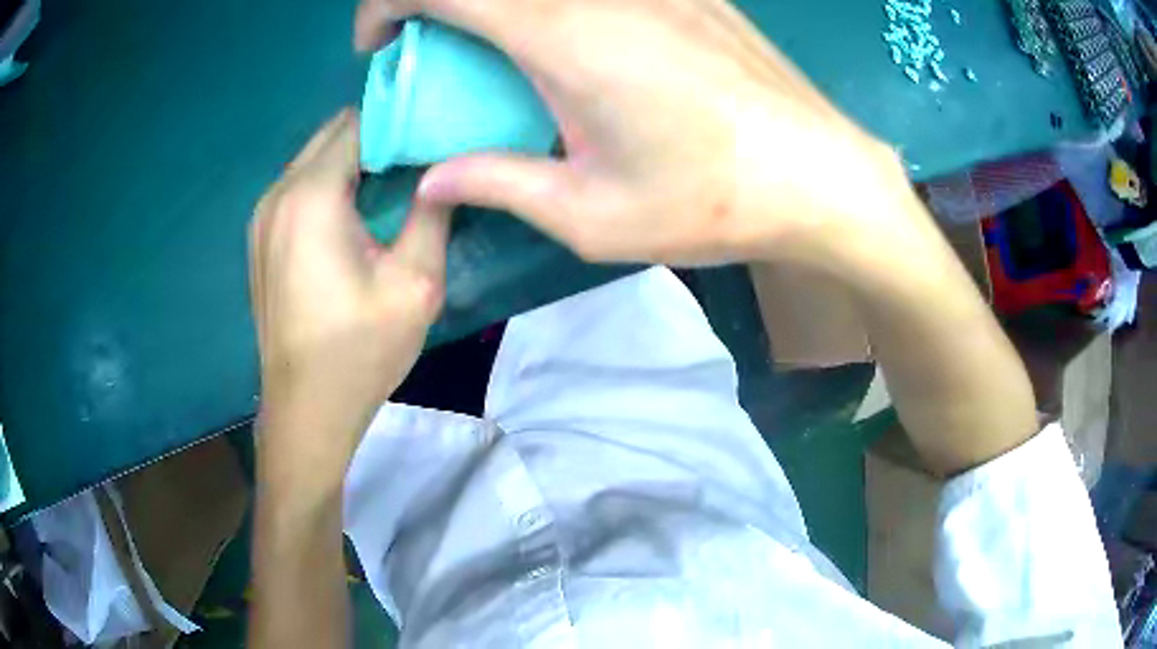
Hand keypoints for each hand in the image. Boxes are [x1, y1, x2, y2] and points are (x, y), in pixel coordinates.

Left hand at [249, 110, 448, 487]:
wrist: (306, 411)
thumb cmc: (359, 352)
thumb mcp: (416, 284)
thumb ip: (432, 213)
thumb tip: (445, 170)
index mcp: (311, 196)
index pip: (360, 122)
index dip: (402, 120)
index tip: (437, 134)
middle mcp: (278, 194)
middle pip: (333, 134)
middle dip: (379, 137)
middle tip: (423, 159)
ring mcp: (262, 216)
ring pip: (315, 159)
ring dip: (355, 161)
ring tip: (396, 186)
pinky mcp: (261, 238)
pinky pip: (300, 188)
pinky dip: (331, 185)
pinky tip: (357, 216)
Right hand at [354, 0, 909, 266]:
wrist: (820, 175)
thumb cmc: (713, 201)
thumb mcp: (591, 214)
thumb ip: (498, 183)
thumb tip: (432, 177)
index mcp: (563, 33)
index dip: (387, 4)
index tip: (379, 43)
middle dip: (434, 2)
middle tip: (429, 46)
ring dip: (493, 4)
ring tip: (494, 49)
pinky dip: (548, 4)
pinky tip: (567, 42)